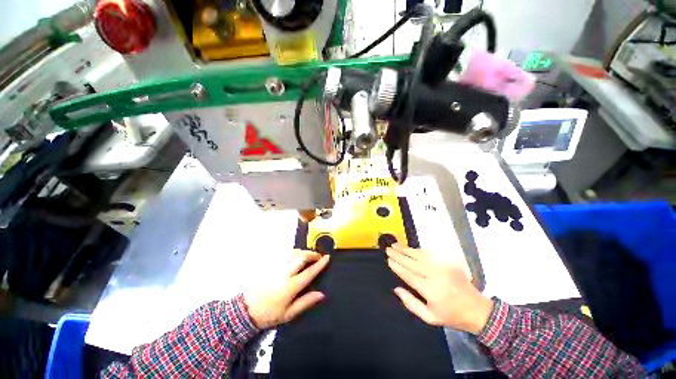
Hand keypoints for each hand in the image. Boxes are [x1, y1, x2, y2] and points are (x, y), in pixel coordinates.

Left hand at [244, 250, 329, 328]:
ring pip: (292, 253)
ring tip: (307, 256)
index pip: (310, 271)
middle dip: (312, 254)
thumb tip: (321, 294)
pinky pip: (283, 255)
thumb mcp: (289, 313)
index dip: (320, 264)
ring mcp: (276, 267)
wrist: (245, 310)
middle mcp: (285, 273)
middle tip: (318, 256)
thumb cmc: (268, 314)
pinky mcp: (269, 265)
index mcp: (291, 285)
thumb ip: (306, 302)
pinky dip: (292, 254)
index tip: (327, 258)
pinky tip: (294, 258)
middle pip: (301, 256)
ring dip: (302, 252)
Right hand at [386, 244, 493, 333]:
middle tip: (388, 248)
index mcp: (429, 289)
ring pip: (419, 255)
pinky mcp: (448, 263)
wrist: (478, 310)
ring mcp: (442, 267)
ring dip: (406, 249)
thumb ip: (411, 303)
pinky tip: (411, 248)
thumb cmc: (452, 316)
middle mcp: (434, 275)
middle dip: (398, 254)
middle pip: (411, 261)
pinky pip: (429, 254)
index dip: (397, 266)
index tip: (388, 259)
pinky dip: (418, 250)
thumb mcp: (430, 317)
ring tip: (396, 244)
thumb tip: (396, 289)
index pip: (407, 274)